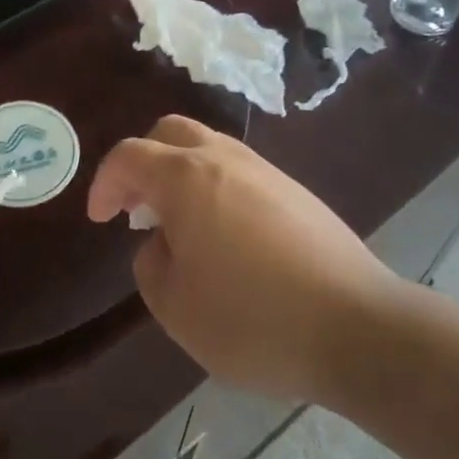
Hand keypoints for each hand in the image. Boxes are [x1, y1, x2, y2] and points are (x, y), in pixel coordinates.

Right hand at [88, 116, 405, 404]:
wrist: (357, 326)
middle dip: (143, 162)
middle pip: (170, 132)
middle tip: (137, 207)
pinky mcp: (295, 191)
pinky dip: (216, 188)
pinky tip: (227, 237)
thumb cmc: (253, 318)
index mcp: (185, 177)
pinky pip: (239, 171)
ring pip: (208, 147)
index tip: (100, 219)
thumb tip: (162, 242)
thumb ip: (152, 264)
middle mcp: (223, 158)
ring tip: (181, 226)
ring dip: (181, 173)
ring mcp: (264, 170)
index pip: (129, 156)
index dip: (105, 182)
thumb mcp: (177, 307)